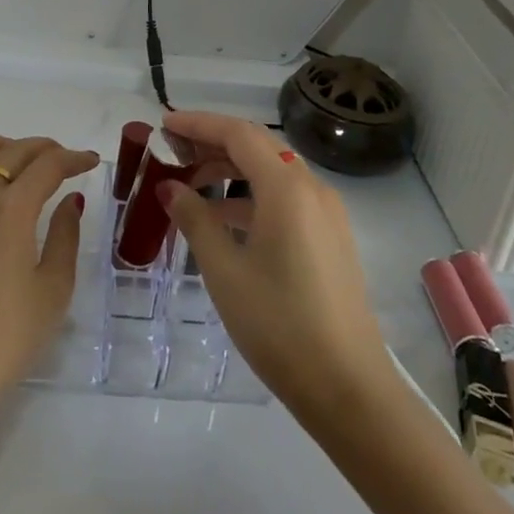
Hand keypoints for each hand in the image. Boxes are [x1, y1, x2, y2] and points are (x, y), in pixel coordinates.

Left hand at [0, 135, 97, 405]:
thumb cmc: (7, 338)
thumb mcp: (53, 289)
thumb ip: (65, 235)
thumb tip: (71, 199)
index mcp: (9, 210)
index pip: (47, 166)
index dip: (72, 158)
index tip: (89, 161)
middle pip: (11, 153)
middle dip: (42, 149)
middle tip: (60, 159)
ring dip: (1, 148)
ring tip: (18, 157)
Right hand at [158, 112, 391, 419]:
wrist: (350, 389)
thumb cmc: (280, 325)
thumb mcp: (225, 271)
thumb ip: (195, 220)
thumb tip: (169, 188)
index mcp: (286, 186)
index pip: (237, 133)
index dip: (198, 124)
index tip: (164, 125)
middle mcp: (311, 187)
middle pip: (257, 145)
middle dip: (213, 142)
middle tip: (173, 151)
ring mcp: (326, 212)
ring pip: (272, 170)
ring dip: (232, 169)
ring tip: (192, 185)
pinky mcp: (331, 236)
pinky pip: (286, 196)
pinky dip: (252, 194)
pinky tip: (225, 219)